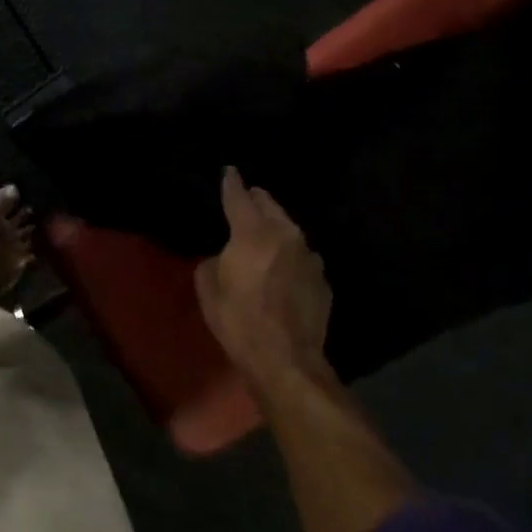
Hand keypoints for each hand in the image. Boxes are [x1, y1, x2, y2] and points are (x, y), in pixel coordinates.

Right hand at [195, 167, 333, 392]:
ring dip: (276, 228)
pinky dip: (290, 255)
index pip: (239, 197)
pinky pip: (301, 257)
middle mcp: (285, 235)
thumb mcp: (208, 288)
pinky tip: (282, 268)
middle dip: (257, 200)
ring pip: (290, 230)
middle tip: (248, 197)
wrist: (287, 360)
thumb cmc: (239, 321)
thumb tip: (224, 257)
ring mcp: (309, 257)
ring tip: (265, 232)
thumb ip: (213, 261)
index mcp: (252, 232)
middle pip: (270, 206)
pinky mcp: (322, 280)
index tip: (230, 171)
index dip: (232, 182)